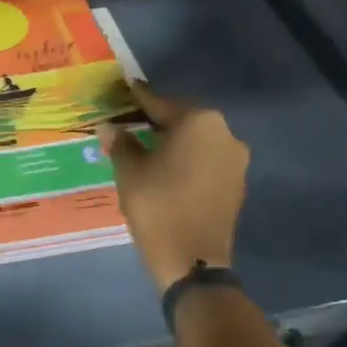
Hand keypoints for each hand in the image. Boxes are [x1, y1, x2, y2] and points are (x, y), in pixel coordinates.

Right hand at [99, 83, 249, 291]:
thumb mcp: (129, 171)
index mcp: (198, 122)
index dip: (139, 98)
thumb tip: (109, 126)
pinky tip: (166, 168)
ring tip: (146, 146)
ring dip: (174, 140)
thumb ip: (120, 143)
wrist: (191, 259)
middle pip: (183, 119)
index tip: (126, 87)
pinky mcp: (237, 183)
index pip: (161, 103)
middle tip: (131, 120)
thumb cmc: (157, 205)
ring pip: (197, 140)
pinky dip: (187, 159)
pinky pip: (206, 160)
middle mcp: (224, 133)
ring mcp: (235, 160)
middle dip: (158, 120)